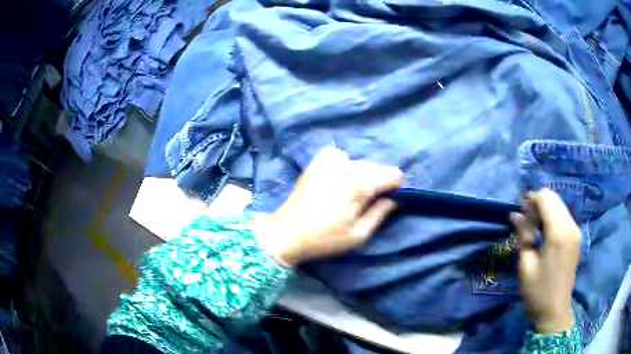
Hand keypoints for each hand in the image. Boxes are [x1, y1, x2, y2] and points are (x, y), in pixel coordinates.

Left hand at [254, 147, 402, 266]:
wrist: (286, 232)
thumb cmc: (324, 238)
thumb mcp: (358, 234)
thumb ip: (380, 213)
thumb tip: (393, 199)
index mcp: (358, 183)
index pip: (393, 174)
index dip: (395, 187)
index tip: (387, 201)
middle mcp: (346, 165)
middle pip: (377, 166)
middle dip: (378, 182)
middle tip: (367, 202)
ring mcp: (329, 160)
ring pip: (360, 162)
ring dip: (362, 175)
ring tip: (350, 194)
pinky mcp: (317, 161)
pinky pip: (342, 157)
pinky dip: (345, 166)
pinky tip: (338, 180)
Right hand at [511, 188, 580, 332]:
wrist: (555, 311)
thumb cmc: (538, 291)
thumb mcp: (526, 265)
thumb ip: (524, 235)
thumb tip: (515, 214)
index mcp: (558, 232)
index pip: (546, 198)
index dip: (531, 199)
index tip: (519, 209)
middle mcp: (571, 225)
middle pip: (554, 198)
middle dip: (538, 202)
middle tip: (525, 219)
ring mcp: (576, 230)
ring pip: (560, 205)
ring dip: (546, 209)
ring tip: (533, 226)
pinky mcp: (576, 237)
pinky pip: (564, 216)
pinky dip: (553, 217)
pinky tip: (544, 232)